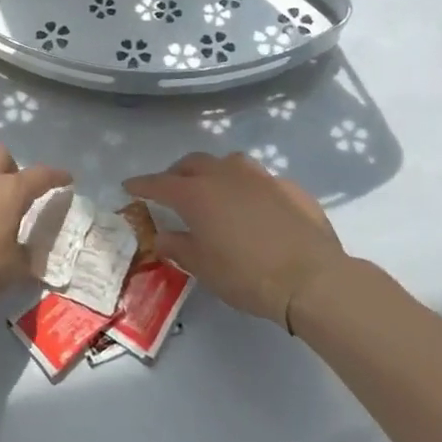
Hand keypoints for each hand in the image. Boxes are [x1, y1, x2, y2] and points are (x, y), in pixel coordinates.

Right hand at [126, 151, 354, 327]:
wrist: (311, 278)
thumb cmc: (246, 275)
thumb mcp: (202, 267)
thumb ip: (178, 247)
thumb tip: (162, 237)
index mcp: (197, 193)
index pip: (159, 183)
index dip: (142, 185)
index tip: (129, 186)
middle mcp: (225, 175)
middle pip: (193, 164)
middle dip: (177, 173)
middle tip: (171, 190)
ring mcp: (260, 177)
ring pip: (228, 163)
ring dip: (214, 172)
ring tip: (213, 190)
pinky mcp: (289, 187)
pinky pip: (259, 181)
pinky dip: (247, 189)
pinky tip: (253, 207)